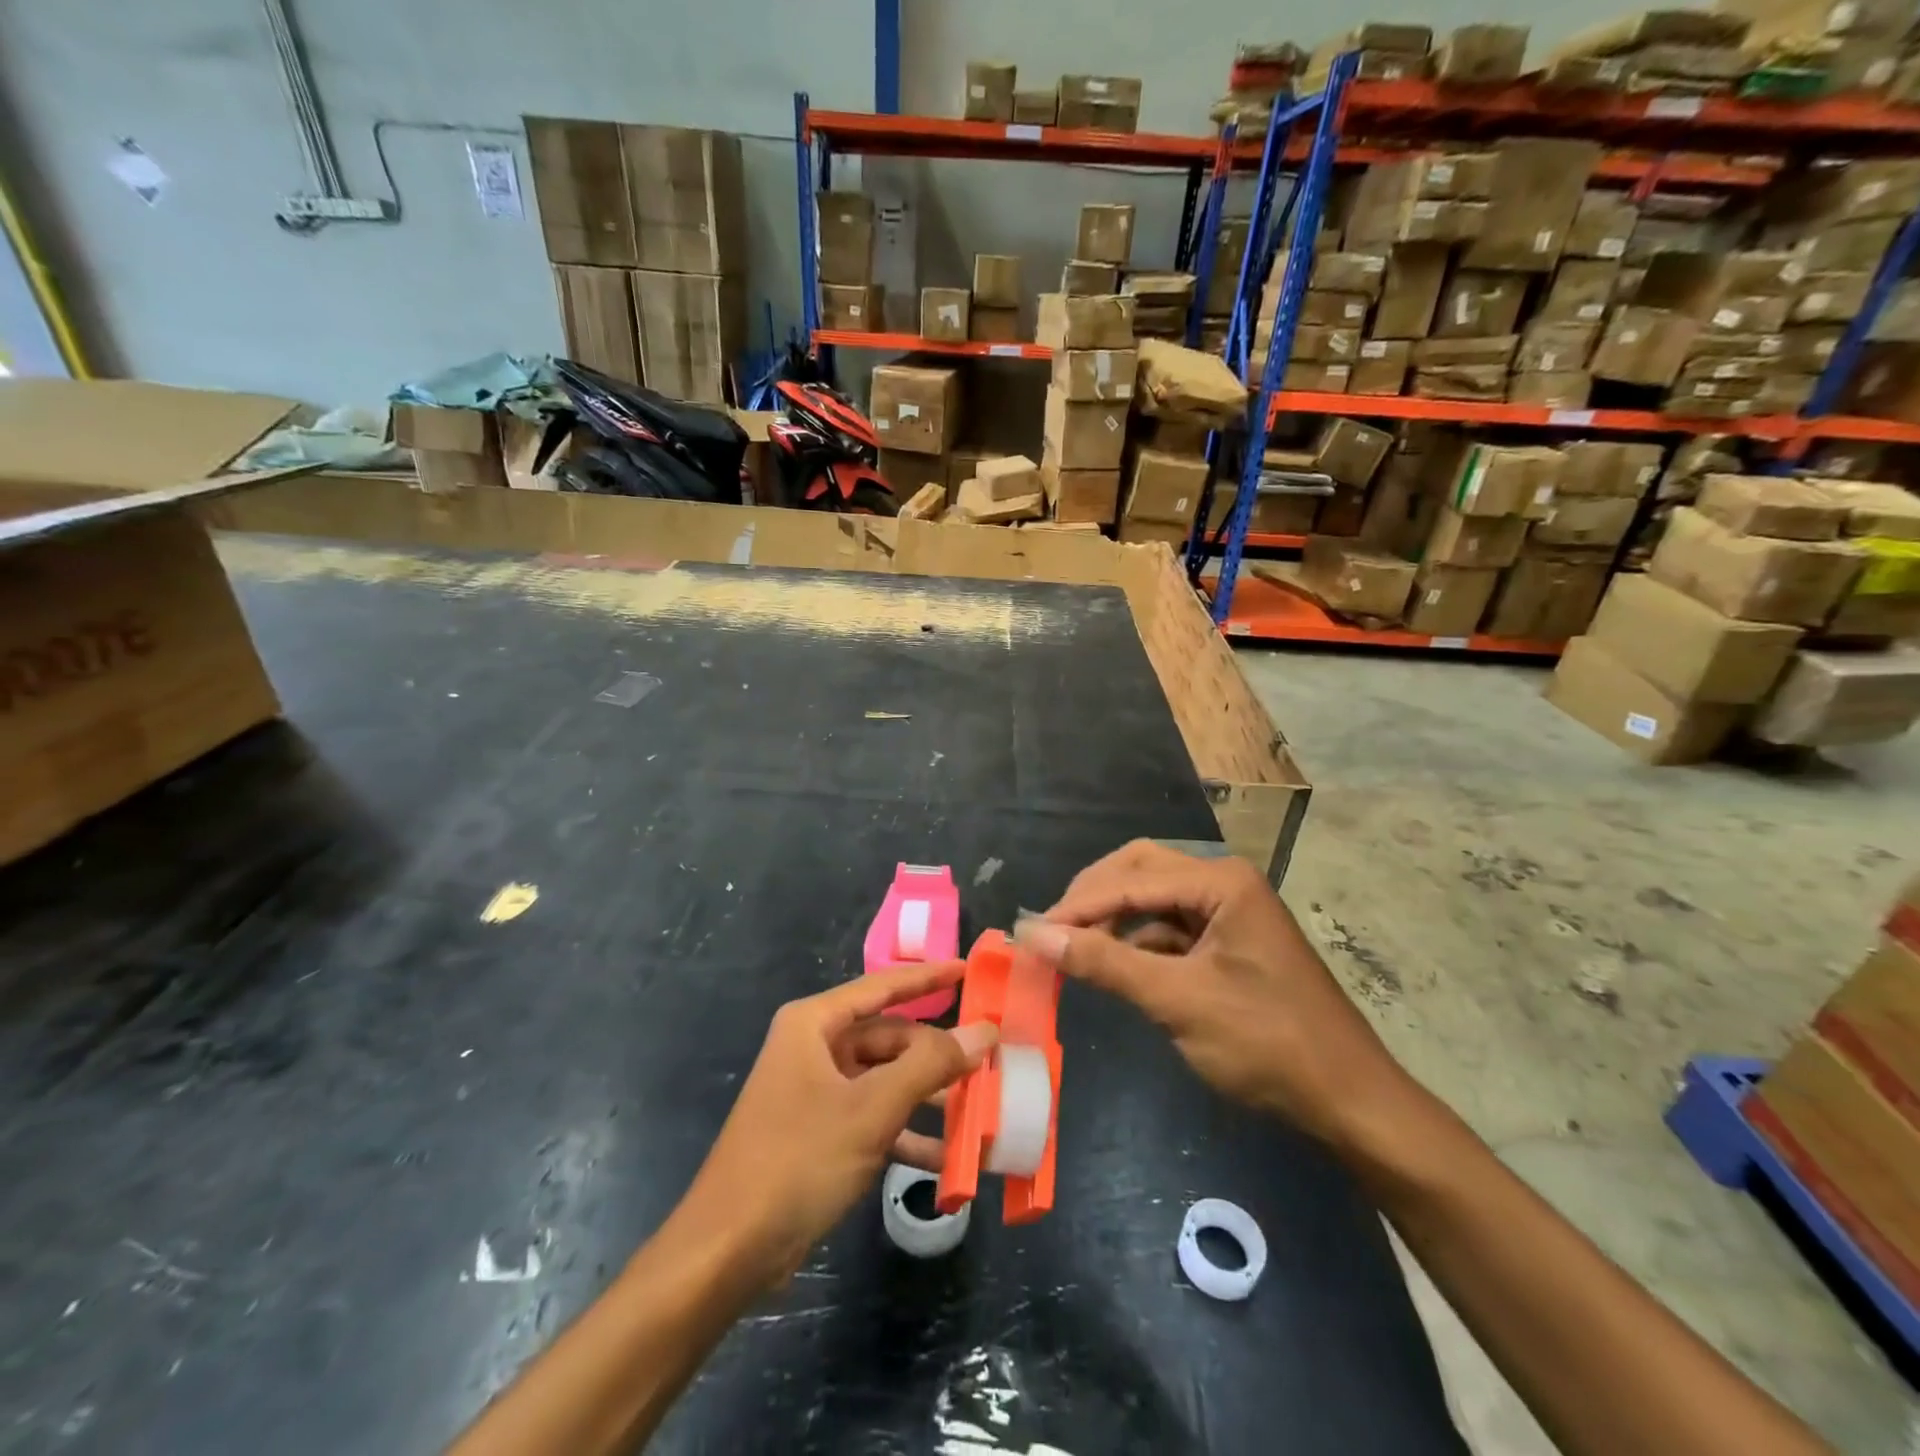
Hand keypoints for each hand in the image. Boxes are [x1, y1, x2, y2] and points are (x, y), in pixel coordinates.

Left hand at [676, 962, 996, 1286]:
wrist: (727, 1252)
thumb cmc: (798, 1160)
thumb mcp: (872, 1109)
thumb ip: (930, 1065)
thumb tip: (983, 1030)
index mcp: (815, 1024)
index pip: (884, 986)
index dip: (929, 977)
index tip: (970, 970)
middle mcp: (815, 1048)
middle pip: (890, 1038)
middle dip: (937, 1055)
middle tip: (990, 1062)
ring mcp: (817, 1092)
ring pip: (886, 1080)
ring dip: (928, 1098)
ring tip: (981, 1111)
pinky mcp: (820, 1133)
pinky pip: (874, 1118)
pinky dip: (907, 1133)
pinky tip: (948, 1160)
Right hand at [1013, 841, 1413, 1150]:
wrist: (1350, 1102)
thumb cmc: (1267, 1044)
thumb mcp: (1177, 1000)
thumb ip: (1104, 962)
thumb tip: (1033, 934)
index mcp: (1221, 882)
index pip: (1131, 880)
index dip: (1077, 905)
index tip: (1030, 933)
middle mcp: (1225, 884)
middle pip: (1140, 871)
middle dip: (1093, 898)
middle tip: (1051, 931)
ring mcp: (1229, 912)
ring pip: (1153, 899)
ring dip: (1112, 920)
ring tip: (1072, 948)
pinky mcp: (1229, 942)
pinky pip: (1170, 928)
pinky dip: (1137, 942)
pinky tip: (1114, 965)